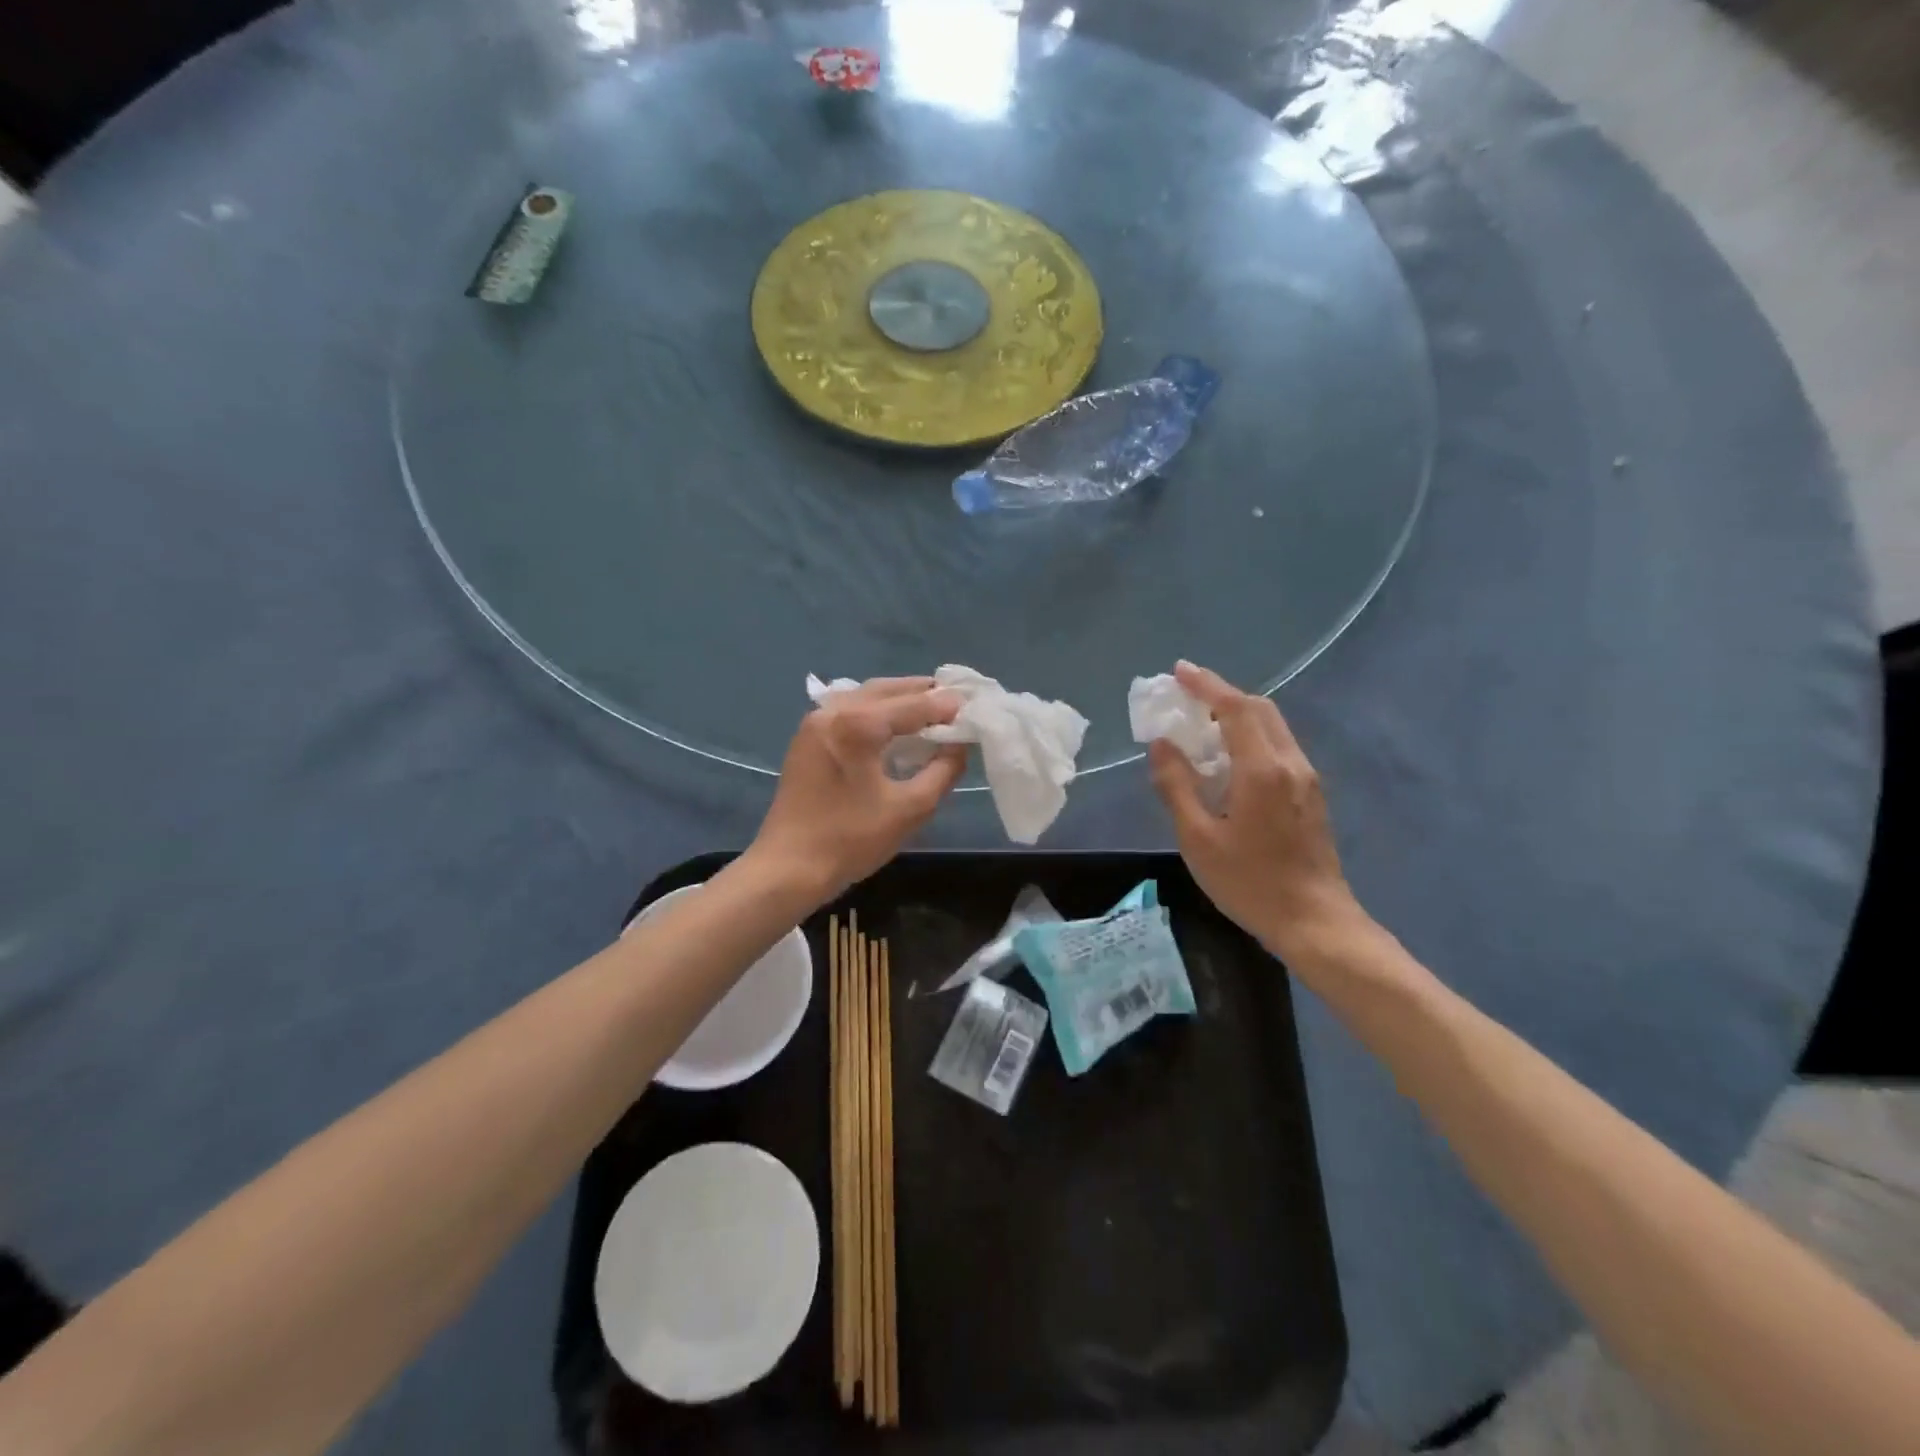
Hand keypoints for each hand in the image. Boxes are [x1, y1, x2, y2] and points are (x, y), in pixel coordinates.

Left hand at [747, 676, 967, 903]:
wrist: (788, 868)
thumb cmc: (851, 840)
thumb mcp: (910, 809)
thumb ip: (943, 771)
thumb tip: (959, 745)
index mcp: (858, 724)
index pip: (913, 705)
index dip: (945, 706)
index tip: (972, 705)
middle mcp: (833, 711)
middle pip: (886, 690)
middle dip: (921, 692)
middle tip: (953, 699)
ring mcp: (814, 723)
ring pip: (864, 697)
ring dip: (897, 698)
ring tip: (928, 707)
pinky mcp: (806, 739)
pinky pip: (848, 711)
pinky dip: (875, 710)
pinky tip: (892, 725)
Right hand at [1147, 661, 1362, 959]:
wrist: (1315, 921)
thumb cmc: (1249, 882)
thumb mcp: (1198, 838)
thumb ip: (1177, 786)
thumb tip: (1161, 745)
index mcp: (1262, 770)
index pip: (1235, 708)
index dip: (1206, 685)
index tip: (1178, 671)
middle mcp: (1290, 763)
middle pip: (1259, 709)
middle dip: (1221, 694)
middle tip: (1185, 694)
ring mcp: (1306, 778)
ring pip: (1272, 727)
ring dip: (1237, 714)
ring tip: (1202, 721)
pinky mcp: (1310, 795)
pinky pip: (1278, 746)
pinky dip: (1250, 735)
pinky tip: (1228, 757)